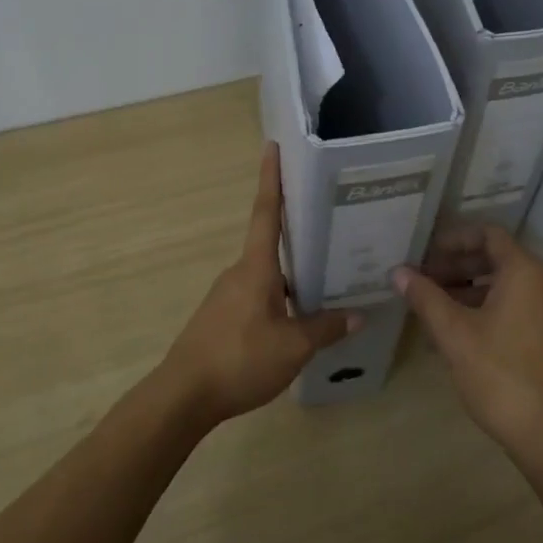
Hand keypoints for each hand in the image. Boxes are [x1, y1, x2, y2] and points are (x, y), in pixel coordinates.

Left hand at [159, 144, 356, 425]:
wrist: (183, 396)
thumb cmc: (239, 360)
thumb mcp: (293, 347)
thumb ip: (326, 328)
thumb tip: (358, 314)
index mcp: (256, 268)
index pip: (265, 212)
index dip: (271, 179)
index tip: (272, 146)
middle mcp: (240, 272)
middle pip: (271, 242)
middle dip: (297, 230)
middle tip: (330, 221)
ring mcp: (228, 294)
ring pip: (267, 273)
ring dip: (292, 271)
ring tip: (326, 275)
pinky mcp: (222, 316)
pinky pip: (258, 294)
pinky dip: (280, 295)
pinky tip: (298, 315)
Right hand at [395, 226, 542, 455]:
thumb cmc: (501, 375)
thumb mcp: (455, 334)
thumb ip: (426, 298)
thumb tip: (398, 272)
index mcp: (525, 272)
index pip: (489, 234)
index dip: (455, 239)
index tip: (425, 253)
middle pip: (496, 259)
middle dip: (456, 267)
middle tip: (421, 280)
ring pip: (503, 287)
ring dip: (467, 291)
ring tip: (431, 308)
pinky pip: (514, 309)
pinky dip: (484, 311)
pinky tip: (455, 336)